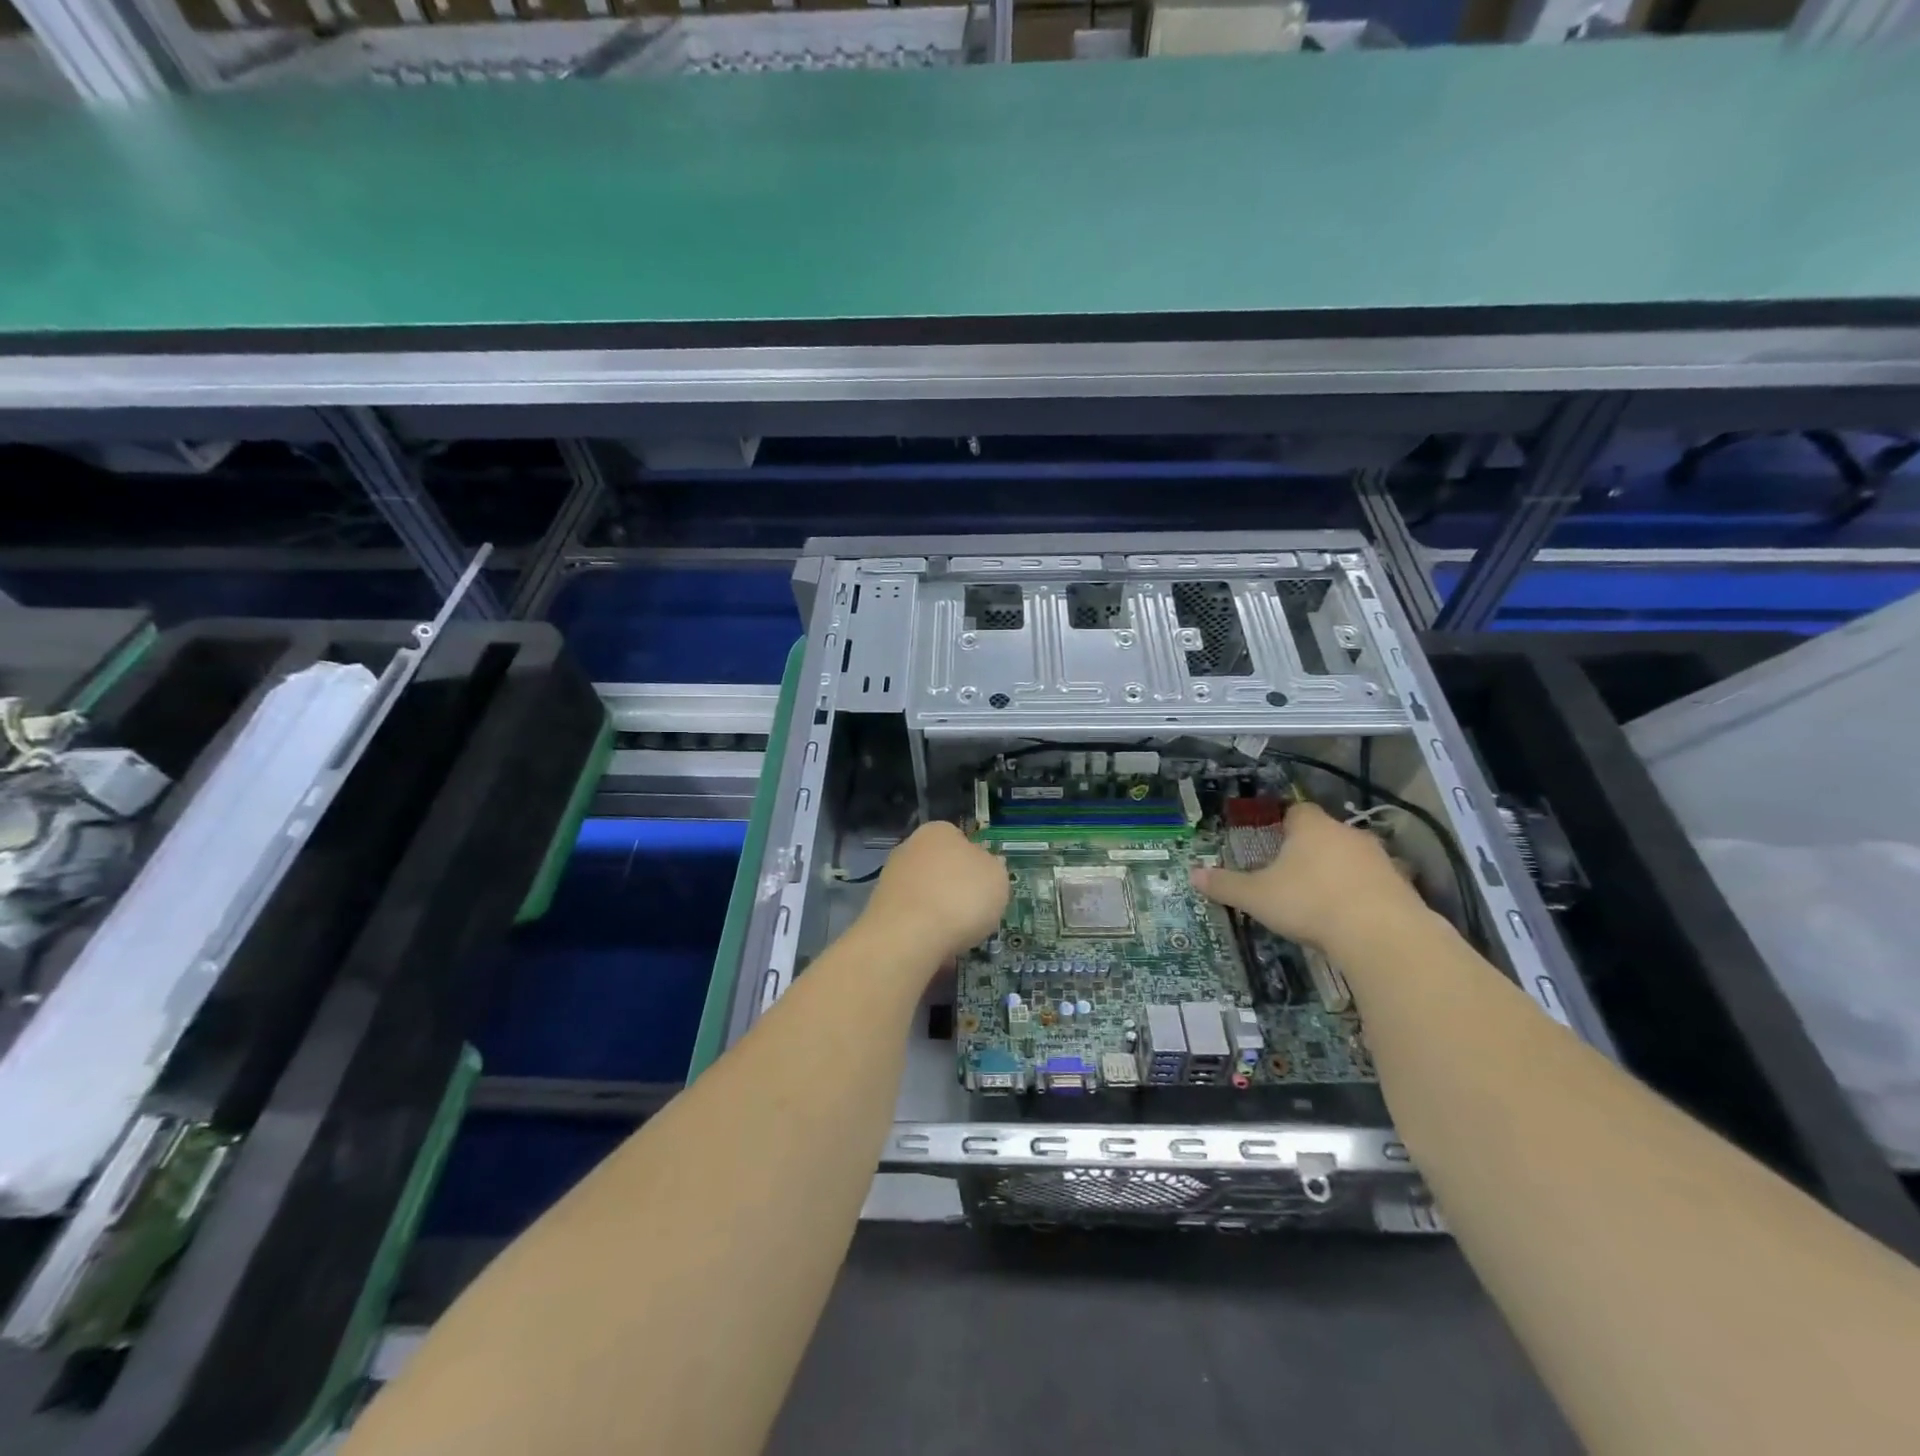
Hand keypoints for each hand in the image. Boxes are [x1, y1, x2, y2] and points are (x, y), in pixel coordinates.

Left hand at [860, 821, 1009, 964]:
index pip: (961, 840)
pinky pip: (912, 919)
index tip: (985, 887)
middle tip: (973, 912)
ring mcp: (891, 878)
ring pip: (925, 894)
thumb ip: (993, 867)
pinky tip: (934, 948)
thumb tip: (986, 864)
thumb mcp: (997, 877)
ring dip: (939, 911)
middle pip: (940, 868)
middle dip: (954, 888)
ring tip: (955, 937)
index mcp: (939, 831)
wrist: (907, 936)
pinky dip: (923, 931)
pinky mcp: (880, 909)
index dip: (976, 864)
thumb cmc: (961, 897)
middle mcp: (910, 847)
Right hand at [1190, 802, 1425, 950]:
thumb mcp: (1257, 897)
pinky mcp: (1403, 885)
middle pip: (1327, 832)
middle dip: (1312, 848)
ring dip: (1341, 870)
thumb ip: (1226, 885)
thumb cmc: (1310, 903)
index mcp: (1311, 828)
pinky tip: (1353, 916)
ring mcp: (1380, 859)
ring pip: (1354, 856)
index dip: (1285, 822)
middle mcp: (1347, 834)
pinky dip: (1365, 893)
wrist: (1381, 934)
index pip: (1297, 810)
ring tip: (1323, 896)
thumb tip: (1193, 875)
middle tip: (1293, 872)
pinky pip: (1378, 883)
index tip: (1274, 839)